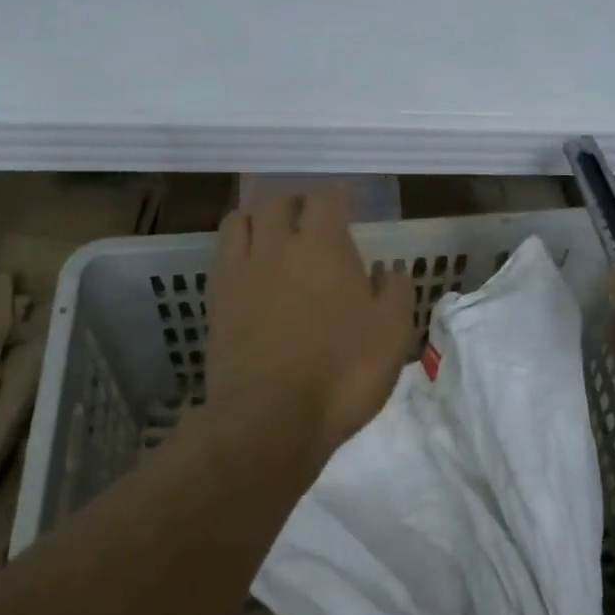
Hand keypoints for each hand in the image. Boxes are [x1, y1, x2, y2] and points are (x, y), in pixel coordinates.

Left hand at [205, 189, 415, 463]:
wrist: (269, 419)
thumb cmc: (341, 373)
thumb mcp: (393, 335)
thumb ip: (396, 293)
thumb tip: (387, 271)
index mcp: (323, 247)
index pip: (325, 198)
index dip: (337, 195)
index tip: (347, 202)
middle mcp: (278, 246)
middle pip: (278, 201)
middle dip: (296, 201)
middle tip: (310, 215)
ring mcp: (242, 271)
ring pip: (242, 219)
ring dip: (260, 216)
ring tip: (273, 231)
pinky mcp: (218, 299)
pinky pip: (223, 253)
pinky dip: (238, 246)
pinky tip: (250, 265)